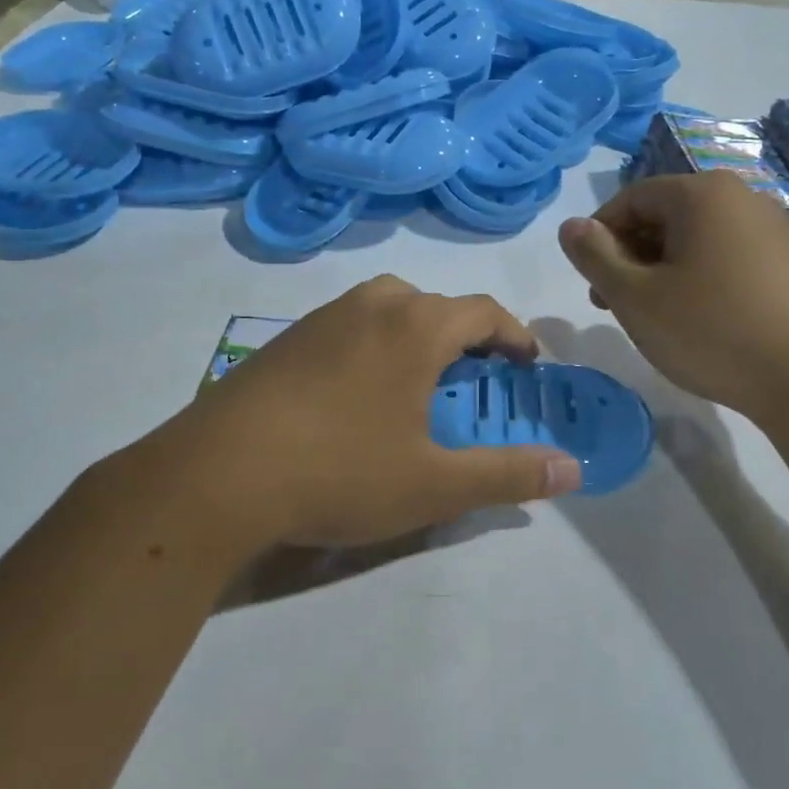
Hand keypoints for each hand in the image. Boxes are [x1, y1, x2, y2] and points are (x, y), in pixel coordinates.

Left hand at [155, 276, 580, 549]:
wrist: (217, 475)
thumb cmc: (340, 472)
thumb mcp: (434, 484)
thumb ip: (508, 474)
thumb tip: (572, 469)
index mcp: (414, 327)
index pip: (483, 311)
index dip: (514, 335)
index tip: (527, 365)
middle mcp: (371, 306)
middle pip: (434, 304)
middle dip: (464, 335)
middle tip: (473, 380)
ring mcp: (321, 318)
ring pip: (386, 308)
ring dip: (414, 334)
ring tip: (416, 383)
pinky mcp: (284, 340)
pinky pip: (347, 326)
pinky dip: (371, 344)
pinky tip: (355, 396)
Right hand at [557, 171, 788, 416]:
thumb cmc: (712, 330)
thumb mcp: (636, 297)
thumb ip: (594, 257)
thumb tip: (571, 226)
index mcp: (702, 193)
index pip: (632, 198)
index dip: (599, 236)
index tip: (591, 281)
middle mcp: (742, 198)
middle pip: (666, 216)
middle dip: (631, 256)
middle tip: (615, 304)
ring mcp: (774, 230)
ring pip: (697, 239)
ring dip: (663, 271)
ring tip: (655, 318)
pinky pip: (729, 258)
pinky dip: (700, 279)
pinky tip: (700, 322)